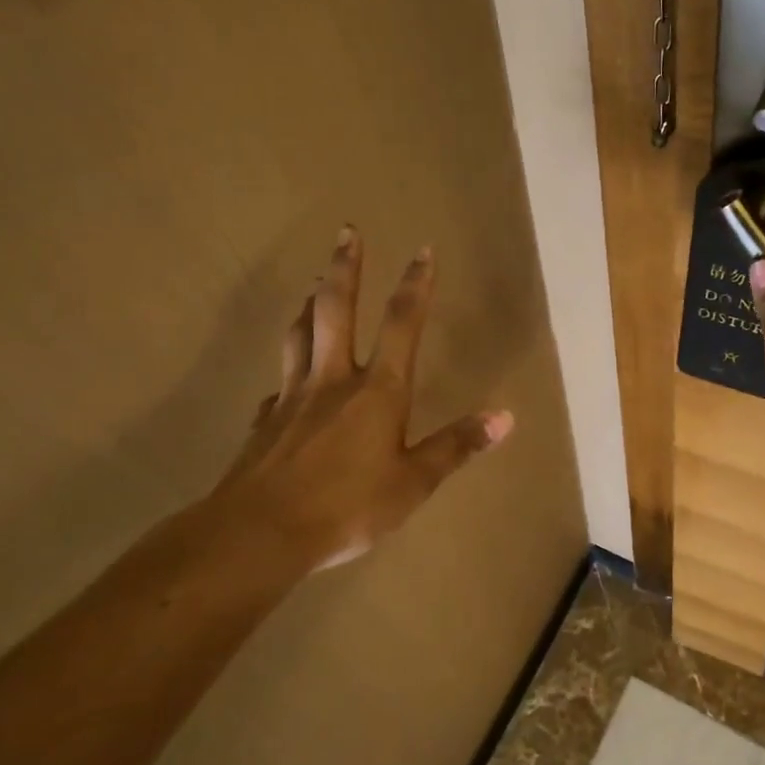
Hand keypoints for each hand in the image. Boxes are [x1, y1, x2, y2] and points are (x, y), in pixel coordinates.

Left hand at [204, 228, 512, 574]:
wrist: (260, 533)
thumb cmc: (348, 508)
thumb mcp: (414, 483)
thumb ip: (456, 446)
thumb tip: (505, 417)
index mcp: (378, 391)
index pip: (402, 324)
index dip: (415, 285)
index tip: (422, 249)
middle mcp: (334, 381)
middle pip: (337, 309)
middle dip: (346, 267)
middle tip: (347, 231)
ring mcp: (293, 397)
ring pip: (301, 334)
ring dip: (311, 301)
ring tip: (315, 282)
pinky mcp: (265, 421)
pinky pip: (279, 383)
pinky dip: (288, 368)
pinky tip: (286, 380)